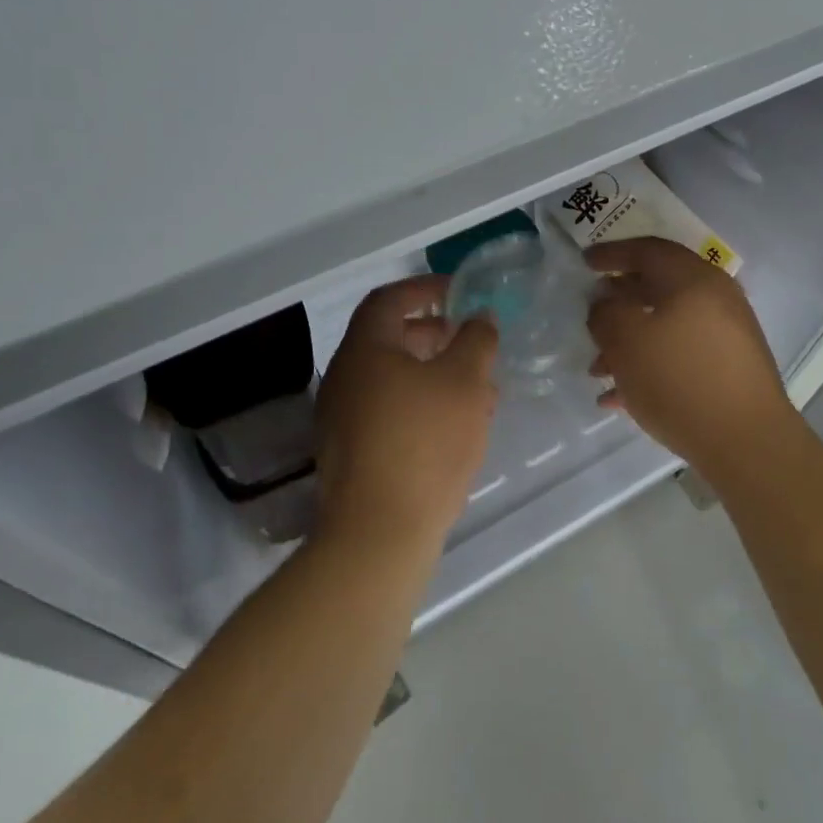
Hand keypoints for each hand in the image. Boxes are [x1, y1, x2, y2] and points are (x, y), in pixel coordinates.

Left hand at [314, 275, 498, 554]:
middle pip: (389, 339)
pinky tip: (455, 427)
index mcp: (365, 350)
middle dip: (434, 334)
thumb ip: (476, 340)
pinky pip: (388, 411)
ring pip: (392, 379)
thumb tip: (479, 318)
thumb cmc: (424, 443)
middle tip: (470, 341)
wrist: (378, 534)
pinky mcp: (351, 453)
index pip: (389, 299)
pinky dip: (420, 404)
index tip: (458, 292)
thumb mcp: (465, 382)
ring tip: (476, 388)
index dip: (424, 288)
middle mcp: (345, 377)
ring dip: (432, 373)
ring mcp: (342, 418)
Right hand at [587, 237, 795, 471]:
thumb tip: (605, 304)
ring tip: (597, 370)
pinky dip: (650, 364)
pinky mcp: (730, 368)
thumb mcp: (627, 341)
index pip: (647, 250)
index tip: (584, 263)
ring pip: (667, 324)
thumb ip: (606, 313)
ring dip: (629, 341)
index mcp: (693, 278)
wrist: (747, 442)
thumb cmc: (680, 380)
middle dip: (618, 302)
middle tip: (591, 316)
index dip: (611, 253)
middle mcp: (715, 297)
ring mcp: (727, 334)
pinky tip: (620, 397)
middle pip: (658, 286)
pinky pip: (681, 354)